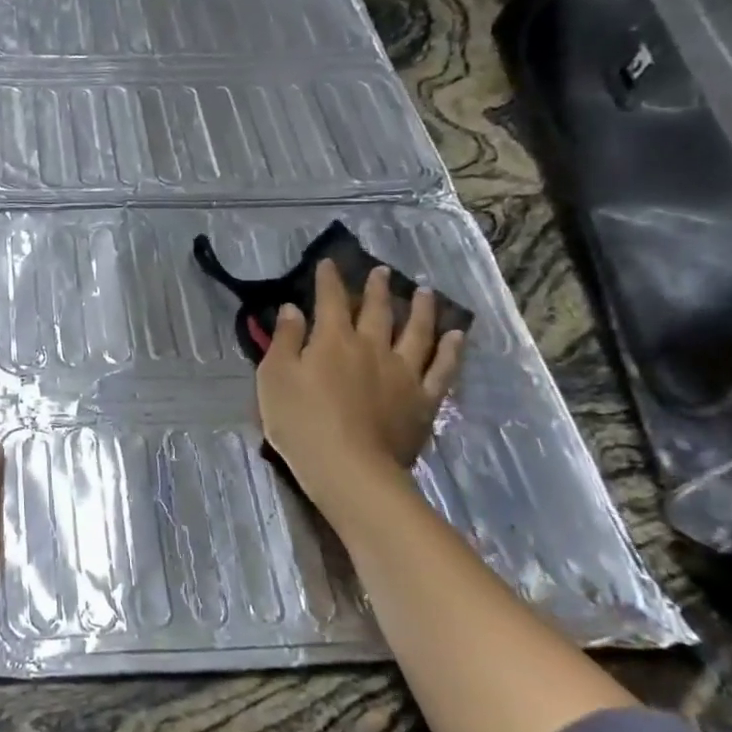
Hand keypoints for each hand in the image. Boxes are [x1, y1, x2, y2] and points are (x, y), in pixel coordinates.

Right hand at [256, 262, 464, 516]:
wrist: (349, 469)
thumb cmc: (301, 423)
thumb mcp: (275, 378)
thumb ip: (284, 340)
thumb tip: (293, 308)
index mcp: (332, 340)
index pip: (331, 300)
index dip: (329, 279)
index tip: (329, 262)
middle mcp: (372, 347)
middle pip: (377, 310)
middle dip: (376, 289)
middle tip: (382, 272)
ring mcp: (403, 373)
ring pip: (416, 332)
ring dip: (421, 309)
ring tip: (425, 292)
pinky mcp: (423, 400)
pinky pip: (441, 368)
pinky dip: (450, 350)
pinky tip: (456, 336)